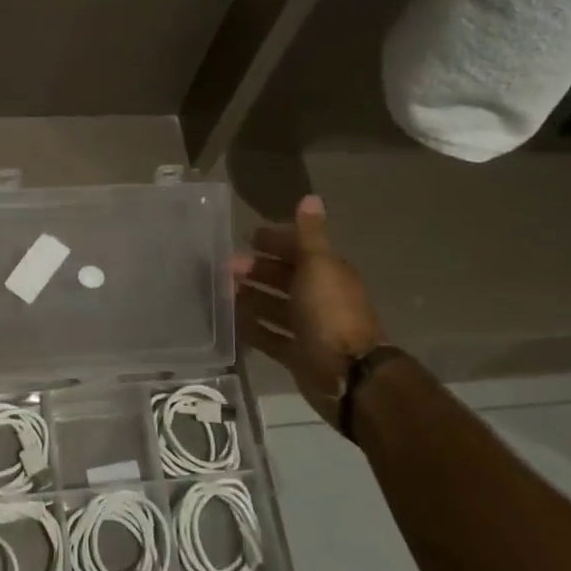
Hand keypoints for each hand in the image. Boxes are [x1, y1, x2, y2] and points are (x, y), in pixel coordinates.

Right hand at [234, 195, 382, 429]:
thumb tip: (311, 197)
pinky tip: (231, 322)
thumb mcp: (318, 265)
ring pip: (274, 306)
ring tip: (221, 293)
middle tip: (226, 267)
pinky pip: (269, 337)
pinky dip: (252, 328)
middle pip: (283, 278)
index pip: (298, 250)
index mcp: (326, 272)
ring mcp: (307, 327)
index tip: (248, 238)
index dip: (275, 242)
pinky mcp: (297, 354)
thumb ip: (309, 234)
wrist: (348, 373)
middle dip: (257, 269)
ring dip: (251, 298)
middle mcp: (318, 297)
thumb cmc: (330, 312)